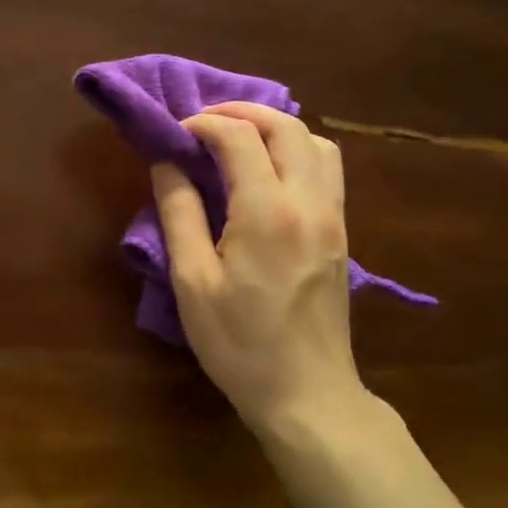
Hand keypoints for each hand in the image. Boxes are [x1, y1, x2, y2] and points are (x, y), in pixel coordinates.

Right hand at [152, 102, 366, 433]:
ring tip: (238, 143)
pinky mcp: (341, 232)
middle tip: (203, 124)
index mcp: (268, 212)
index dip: (202, 124)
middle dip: (241, 113)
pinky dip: (297, 151)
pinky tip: (269, 174)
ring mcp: (333, 216)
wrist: (307, 393)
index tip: (175, 135)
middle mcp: (309, 201)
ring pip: (315, 141)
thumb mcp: (192, 281)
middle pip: (285, 125)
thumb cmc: (239, 343)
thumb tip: (166, 162)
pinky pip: (327, 168)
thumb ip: (179, 212)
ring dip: (275, 128)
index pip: (238, 137)